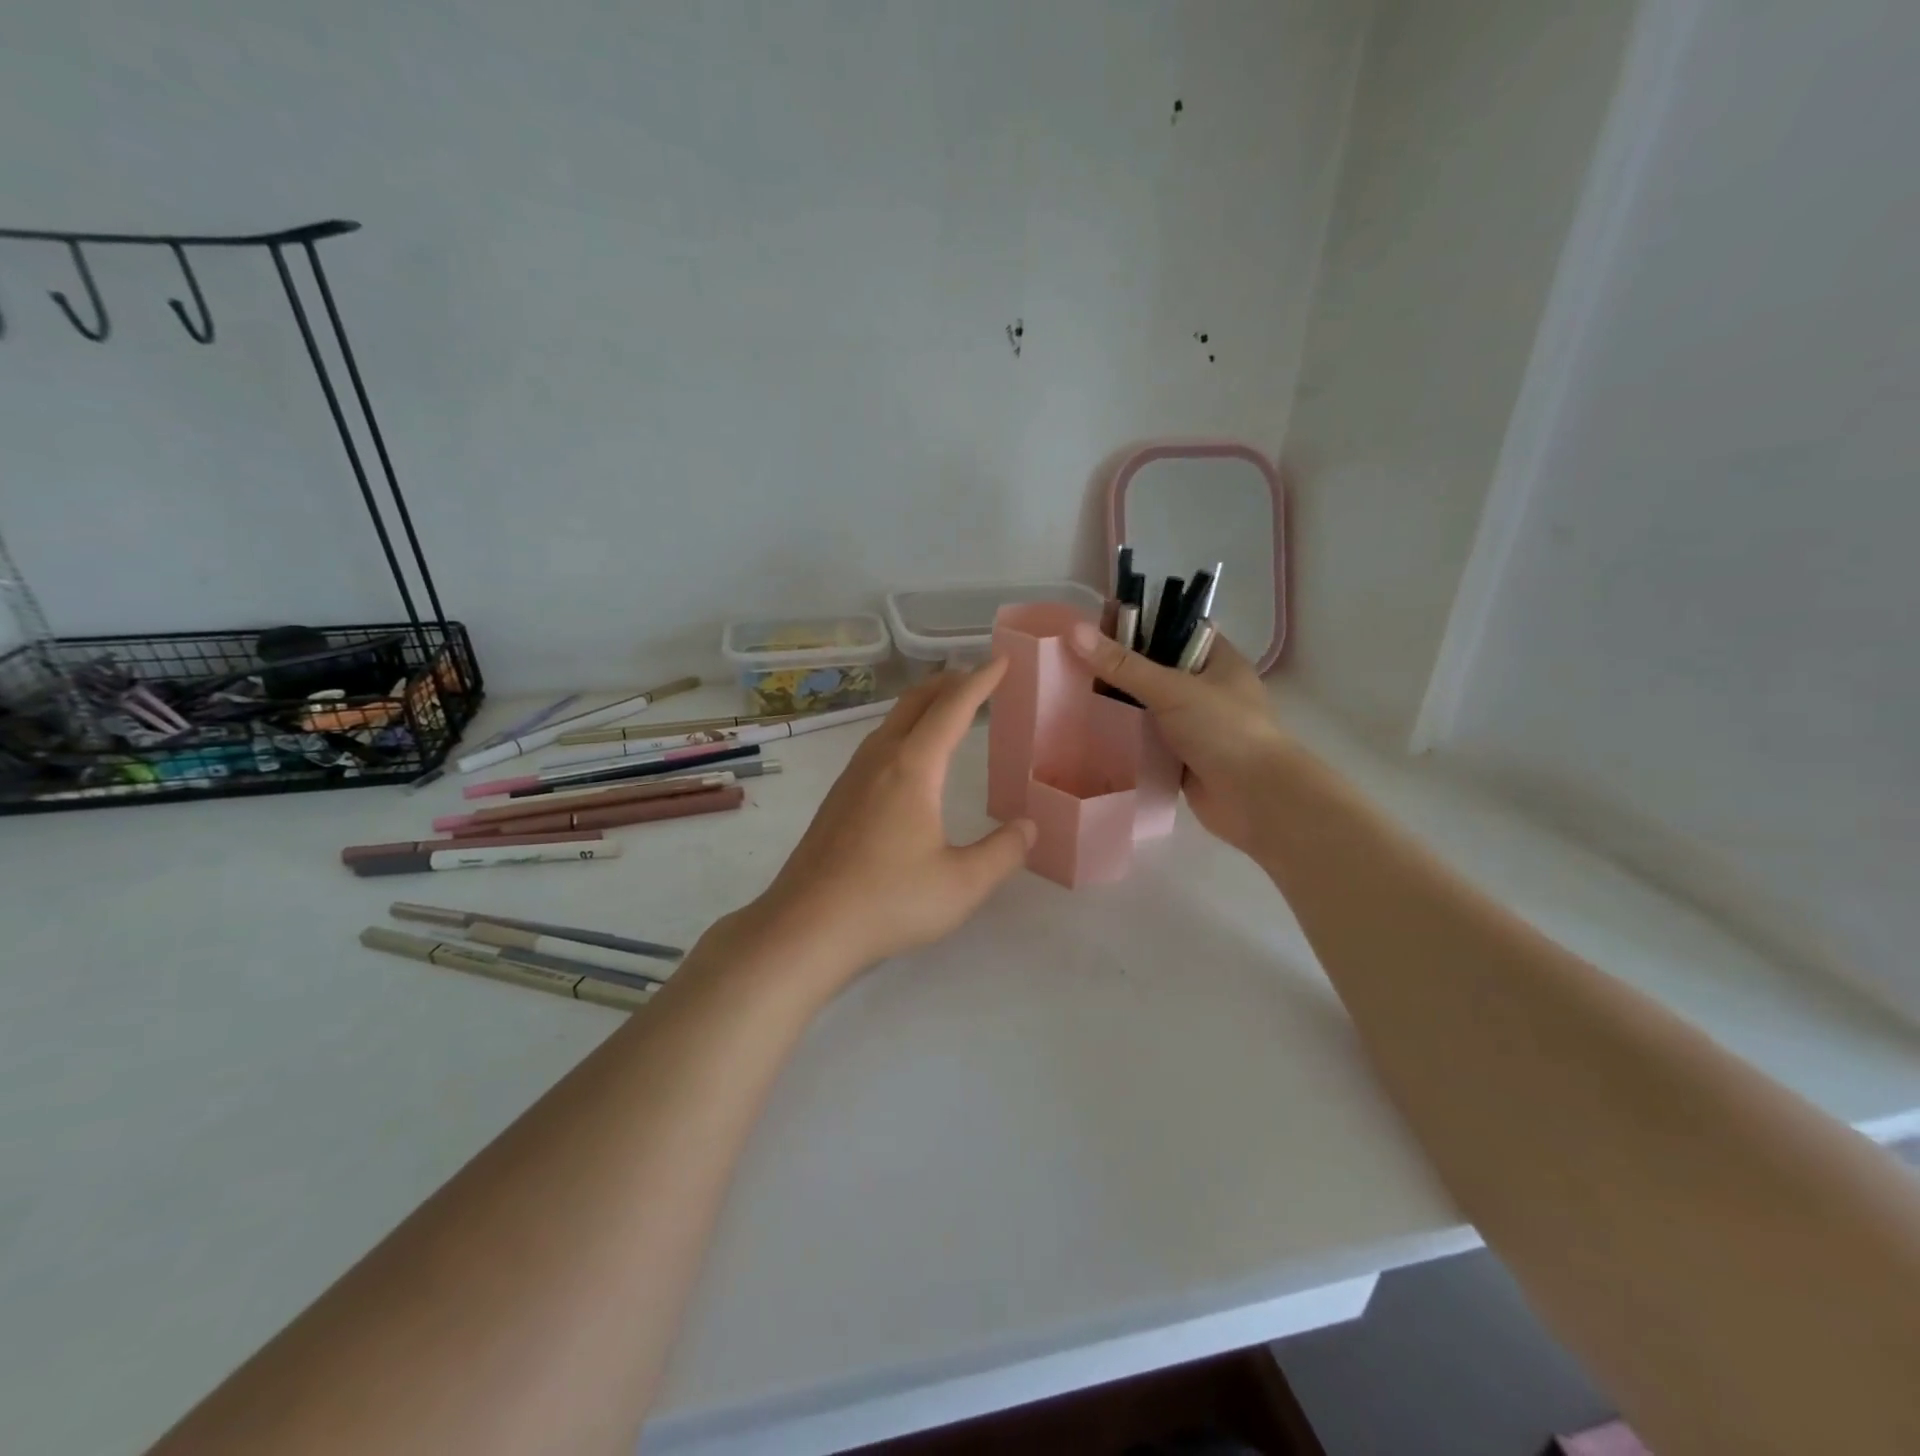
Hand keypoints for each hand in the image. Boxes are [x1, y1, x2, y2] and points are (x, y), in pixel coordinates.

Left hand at [719, 662, 1036, 992]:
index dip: (981, 681)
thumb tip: (1028, 826)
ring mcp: (852, 778)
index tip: (1002, 660)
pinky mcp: (837, 799)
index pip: (952, 708)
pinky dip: (904, 730)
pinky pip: (877, 744)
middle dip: (949, 682)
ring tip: (948, 709)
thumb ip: (1003, 852)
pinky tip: (908, 758)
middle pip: (915, 702)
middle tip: (978, 676)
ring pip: (891, 722)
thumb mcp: (962, 884)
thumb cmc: (889, 901)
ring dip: (923, 705)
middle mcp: (879, 760)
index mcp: (913, 768)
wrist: (805, 927)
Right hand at [1065, 621, 1290, 856]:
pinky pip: (1145, 739)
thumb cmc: (1224, 730)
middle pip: (1154, 668)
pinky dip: (1123, 737)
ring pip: (1147, 706)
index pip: (1171, 629)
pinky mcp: (1180, 756)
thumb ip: (1123, 664)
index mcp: (1215, 659)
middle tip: (1071, 661)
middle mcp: (1205, 688)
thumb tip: (1074, 631)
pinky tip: (1089, 731)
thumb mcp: (1172, 689)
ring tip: (1070, 692)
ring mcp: (1193, 724)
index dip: (1135, 623)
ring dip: (1117, 704)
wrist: (1256, 799)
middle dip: (1118, 667)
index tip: (1092, 626)